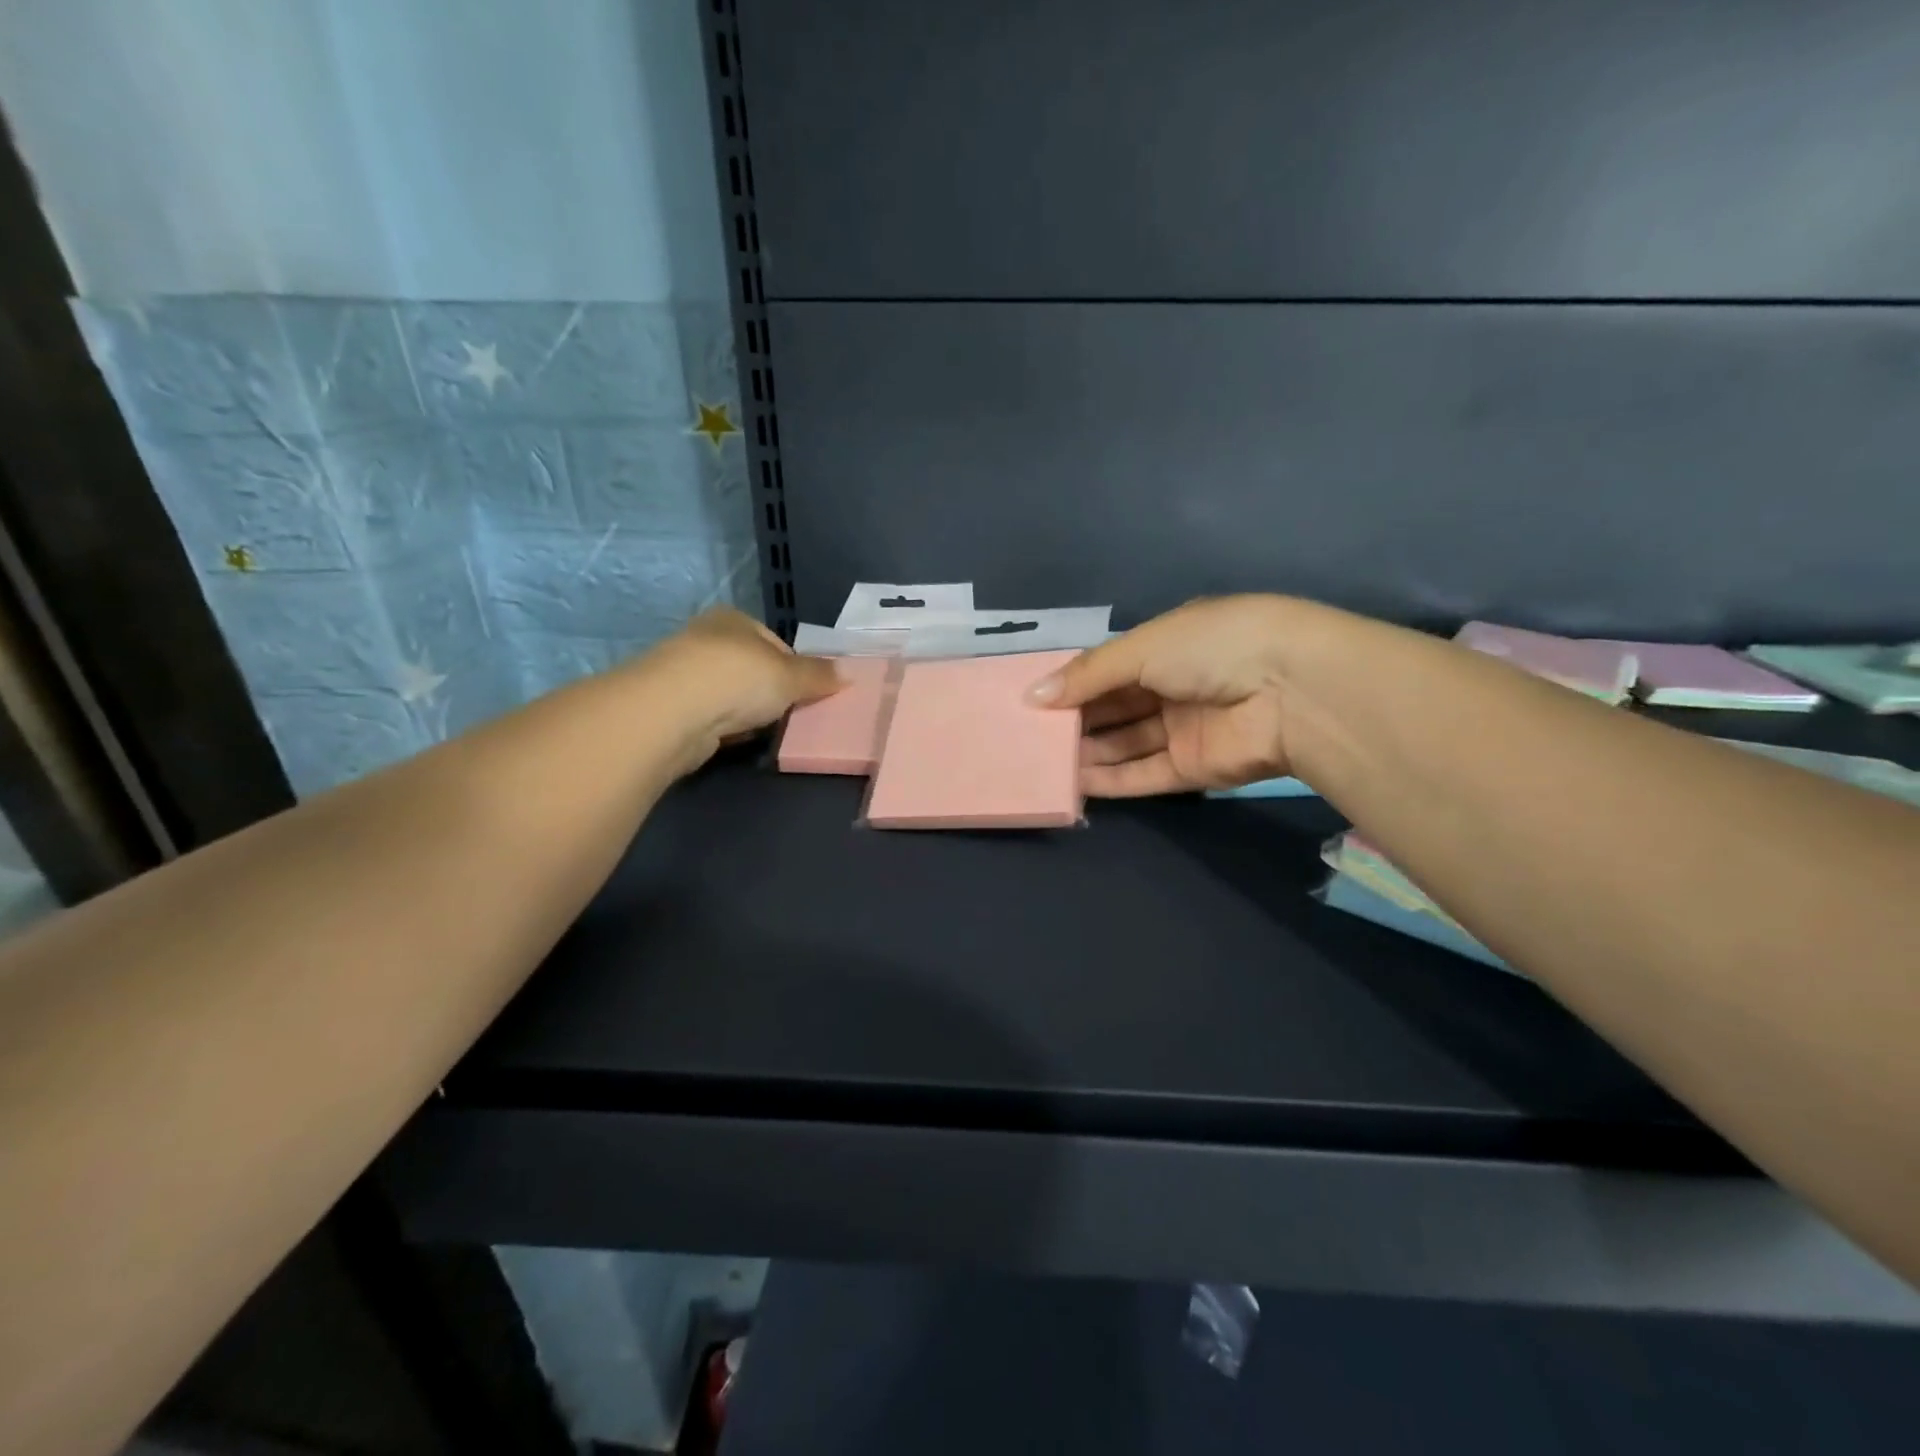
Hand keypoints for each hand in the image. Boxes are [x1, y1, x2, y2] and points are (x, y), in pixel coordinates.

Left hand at [646, 608, 840, 743]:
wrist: (672, 712)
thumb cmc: (738, 678)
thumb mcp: (790, 675)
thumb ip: (818, 675)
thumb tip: (847, 674)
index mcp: (734, 619)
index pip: (775, 642)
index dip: (796, 668)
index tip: (809, 694)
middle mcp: (706, 638)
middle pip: (752, 667)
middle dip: (771, 691)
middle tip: (792, 715)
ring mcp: (684, 672)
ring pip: (730, 693)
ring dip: (746, 711)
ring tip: (765, 731)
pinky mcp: (671, 707)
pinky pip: (711, 716)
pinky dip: (725, 727)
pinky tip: (735, 739)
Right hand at [1027, 595, 1297, 796]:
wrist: (1290, 690)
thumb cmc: (1211, 648)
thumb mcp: (1142, 647)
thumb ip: (1087, 675)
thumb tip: (1032, 698)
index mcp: (1169, 646)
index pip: (1111, 667)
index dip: (1073, 683)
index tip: (1033, 701)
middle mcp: (1175, 686)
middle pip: (1115, 707)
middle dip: (1075, 720)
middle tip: (1028, 736)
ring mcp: (1185, 730)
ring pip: (1126, 744)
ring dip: (1088, 753)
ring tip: (1041, 763)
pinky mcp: (1194, 770)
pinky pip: (1144, 774)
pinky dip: (1111, 780)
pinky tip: (1075, 784)